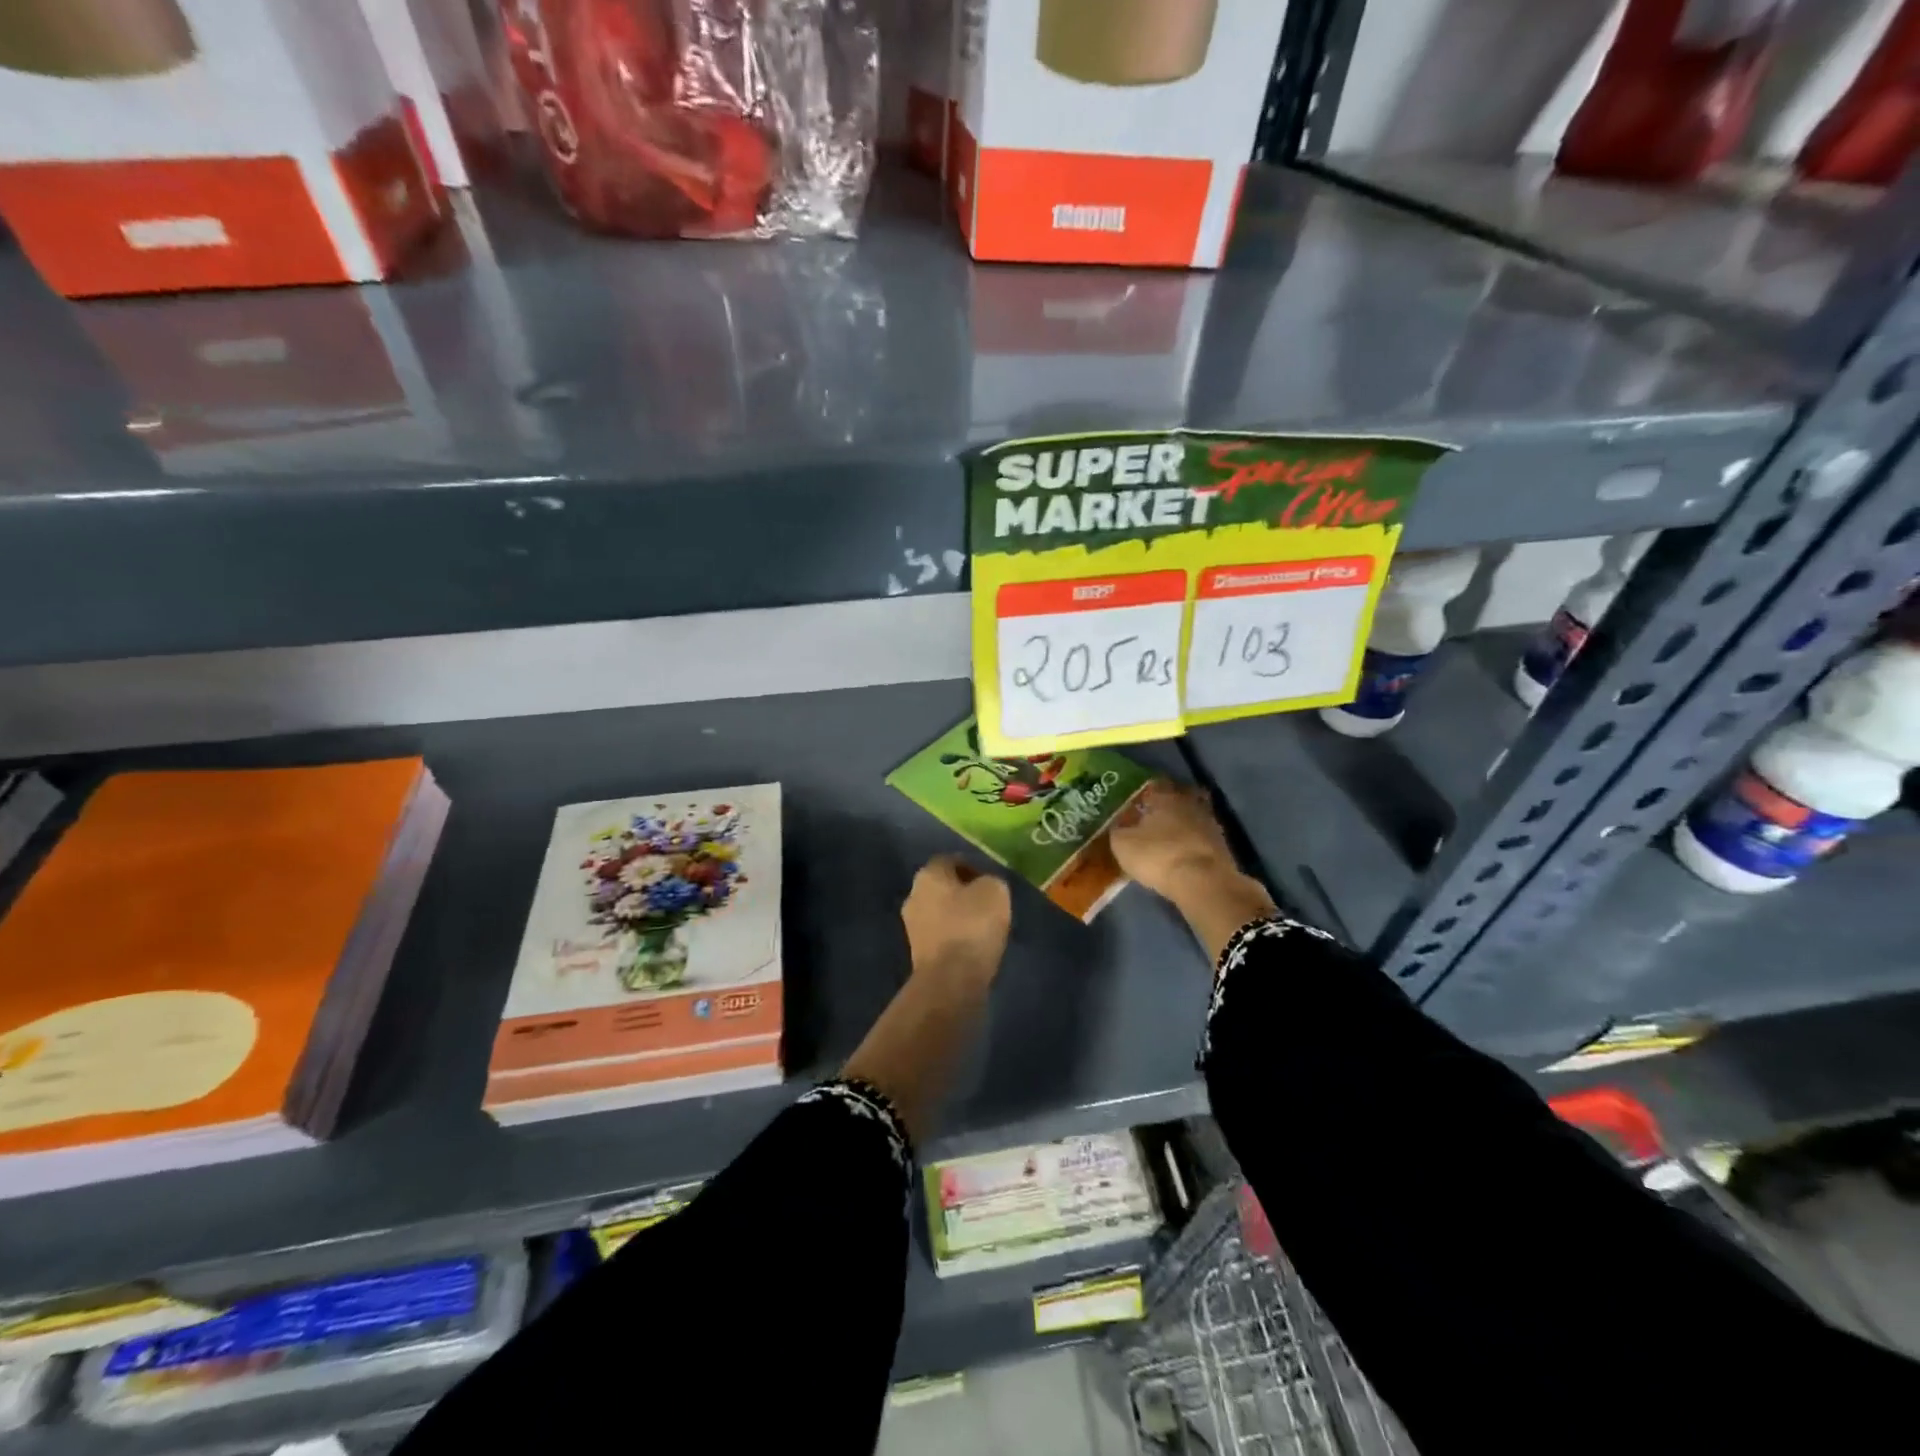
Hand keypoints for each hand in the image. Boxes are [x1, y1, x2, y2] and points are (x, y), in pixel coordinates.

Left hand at [900, 855, 1011, 990]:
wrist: (950, 980)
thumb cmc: (972, 926)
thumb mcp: (995, 892)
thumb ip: (990, 881)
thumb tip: (984, 886)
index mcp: (928, 874)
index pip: (950, 860)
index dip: (972, 867)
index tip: (991, 881)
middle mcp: (913, 895)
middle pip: (942, 887)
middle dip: (963, 892)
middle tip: (988, 903)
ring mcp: (911, 926)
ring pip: (940, 912)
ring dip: (958, 916)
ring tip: (983, 927)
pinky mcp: (917, 953)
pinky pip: (940, 936)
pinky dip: (955, 937)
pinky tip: (972, 946)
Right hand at [1110, 781, 1237, 900]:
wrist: (1203, 882)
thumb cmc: (1157, 855)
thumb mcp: (1123, 844)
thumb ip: (1118, 830)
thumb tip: (1118, 824)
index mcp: (1165, 797)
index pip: (1154, 786)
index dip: (1144, 795)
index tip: (1136, 805)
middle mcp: (1189, 803)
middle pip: (1177, 799)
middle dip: (1167, 808)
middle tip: (1153, 820)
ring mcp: (1210, 823)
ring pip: (1192, 818)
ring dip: (1183, 826)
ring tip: (1168, 840)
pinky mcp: (1223, 845)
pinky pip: (1202, 838)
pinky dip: (1193, 844)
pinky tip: (1183, 854)